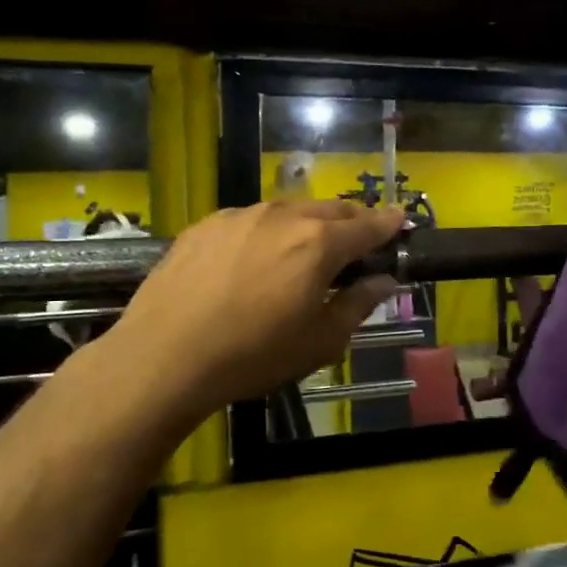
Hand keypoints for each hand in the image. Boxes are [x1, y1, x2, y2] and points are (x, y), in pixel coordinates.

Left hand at [113, 200, 404, 419]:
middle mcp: (283, 216)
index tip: (401, 220)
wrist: (164, 356)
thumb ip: (358, 304)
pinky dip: (267, 232)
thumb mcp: (320, 341)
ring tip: (304, 252)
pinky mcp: (205, 225)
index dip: (389, 223)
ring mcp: (240, 215)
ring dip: (307, 225)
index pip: (368, 225)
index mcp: (319, 243)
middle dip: (351, 221)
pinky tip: (254, 260)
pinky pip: (250, 220)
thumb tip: (383, 281)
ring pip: (288, 211)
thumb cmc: (253, 355)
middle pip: (330, 210)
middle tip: (358, 242)